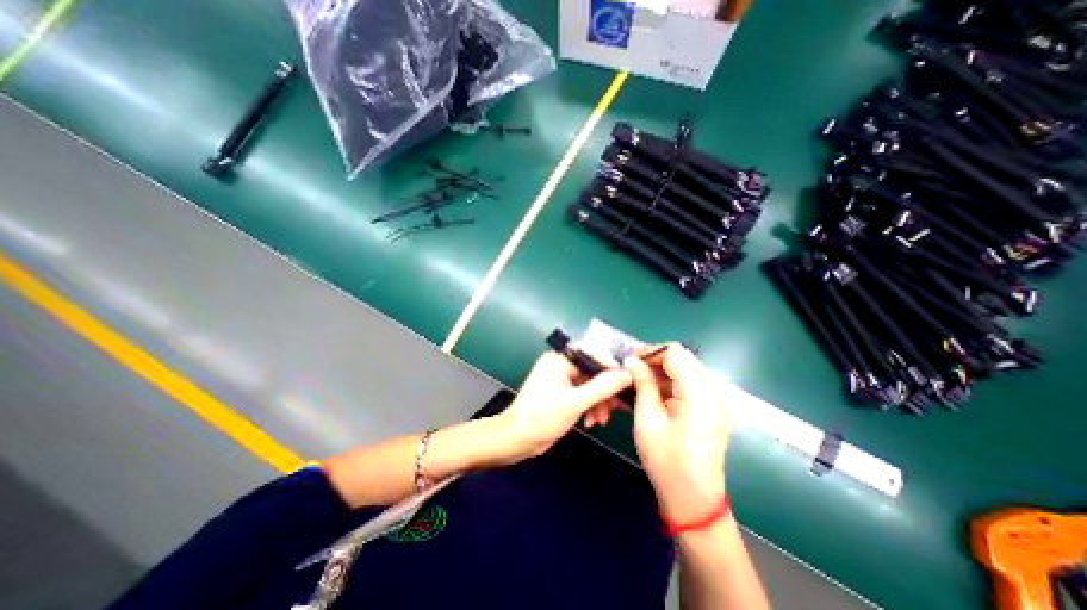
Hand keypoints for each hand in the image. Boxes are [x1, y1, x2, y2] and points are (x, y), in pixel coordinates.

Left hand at [489, 351, 634, 464]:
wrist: (518, 440)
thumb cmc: (542, 417)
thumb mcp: (575, 402)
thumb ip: (602, 387)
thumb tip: (627, 374)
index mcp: (559, 359)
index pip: (592, 352)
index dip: (611, 364)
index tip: (629, 378)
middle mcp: (562, 365)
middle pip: (594, 370)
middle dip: (605, 390)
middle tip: (618, 404)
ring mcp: (563, 379)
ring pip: (591, 384)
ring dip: (599, 401)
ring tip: (602, 419)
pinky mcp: (564, 393)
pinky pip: (585, 394)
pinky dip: (591, 406)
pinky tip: (592, 421)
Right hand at [626, 342, 732, 524]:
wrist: (694, 500)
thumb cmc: (667, 462)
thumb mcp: (648, 420)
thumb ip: (642, 384)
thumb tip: (631, 360)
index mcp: (699, 394)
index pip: (675, 353)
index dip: (650, 351)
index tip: (630, 361)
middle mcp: (714, 391)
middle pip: (683, 358)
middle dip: (655, 360)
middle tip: (632, 371)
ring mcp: (717, 400)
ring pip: (686, 368)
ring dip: (662, 371)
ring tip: (639, 382)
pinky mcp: (714, 407)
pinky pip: (691, 382)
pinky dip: (671, 382)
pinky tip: (655, 394)